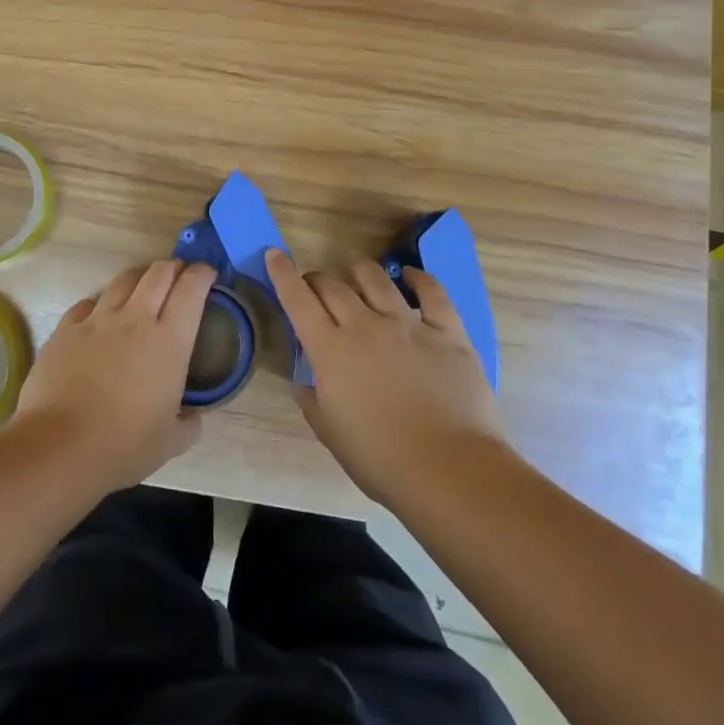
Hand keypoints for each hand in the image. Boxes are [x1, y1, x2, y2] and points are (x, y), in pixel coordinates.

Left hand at [13, 259, 215, 492]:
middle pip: (158, 273)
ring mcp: (97, 320)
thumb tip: (194, 417)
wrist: (60, 446)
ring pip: (123, 280)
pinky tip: (99, 317)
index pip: (191, 289)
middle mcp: (135, 319)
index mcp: (169, 341)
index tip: (207, 274)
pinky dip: (99, 304)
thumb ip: (189, 423)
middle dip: (173, 267)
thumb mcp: (171, 442)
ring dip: (139, 278)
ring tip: (142, 288)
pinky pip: (87, 304)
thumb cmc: (124, 445)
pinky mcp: (65, 329)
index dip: (202, 274)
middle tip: (179, 275)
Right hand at [266, 247, 511, 507]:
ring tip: (355, 269)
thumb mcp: (331, 434)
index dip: (283, 275)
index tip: (275, 254)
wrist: (449, 470)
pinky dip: (418, 279)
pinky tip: (410, 275)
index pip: (298, 301)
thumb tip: (305, 384)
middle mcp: (365, 327)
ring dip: (360, 270)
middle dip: (318, 279)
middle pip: (333, 287)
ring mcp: (408, 325)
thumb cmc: (381, 460)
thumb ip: (313, 402)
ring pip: (377, 280)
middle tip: (315, 283)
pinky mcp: (447, 332)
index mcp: (330, 351)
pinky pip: (432, 293)